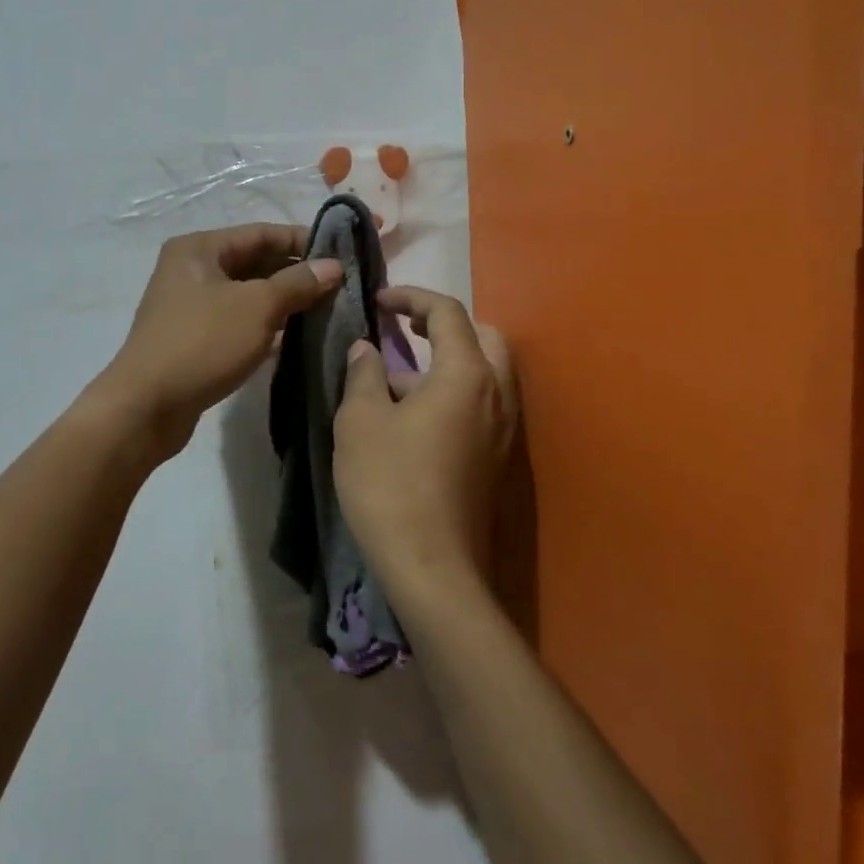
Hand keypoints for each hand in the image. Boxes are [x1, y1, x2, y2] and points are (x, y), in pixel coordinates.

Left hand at [91, 224, 342, 459]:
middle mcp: (191, 270)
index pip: (261, 233)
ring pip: (247, 294)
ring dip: (283, 301)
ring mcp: (190, 306)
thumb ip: (297, 283)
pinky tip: (296, 336)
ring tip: (325, 309)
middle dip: (295, 273)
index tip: (341, 255)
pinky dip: (265, 325)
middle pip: (254, 262)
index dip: (303, 241)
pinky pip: (237, 321)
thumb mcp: (257, 307)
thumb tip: (334, 266)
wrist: (147, 406)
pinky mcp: (194, 338)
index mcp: (200, 248)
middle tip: (339, 286)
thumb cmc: (202, 343)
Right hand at [333, 286, 516, 605]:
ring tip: (399, 377)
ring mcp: (503, 429)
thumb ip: (364, 374)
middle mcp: (497, 394)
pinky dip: (456, 390)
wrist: (432, 567)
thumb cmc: (390, 483)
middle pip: (483, 336)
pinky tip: (415, 416)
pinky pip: (483, 403)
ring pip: (486, 372)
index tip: (379, 300)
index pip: (447, 313)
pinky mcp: (497, 457)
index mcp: (467, 374)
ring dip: (449, 359)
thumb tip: (367, 348)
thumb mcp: (361, 421)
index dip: (411, 297)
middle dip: (444, 324)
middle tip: (405, 330)